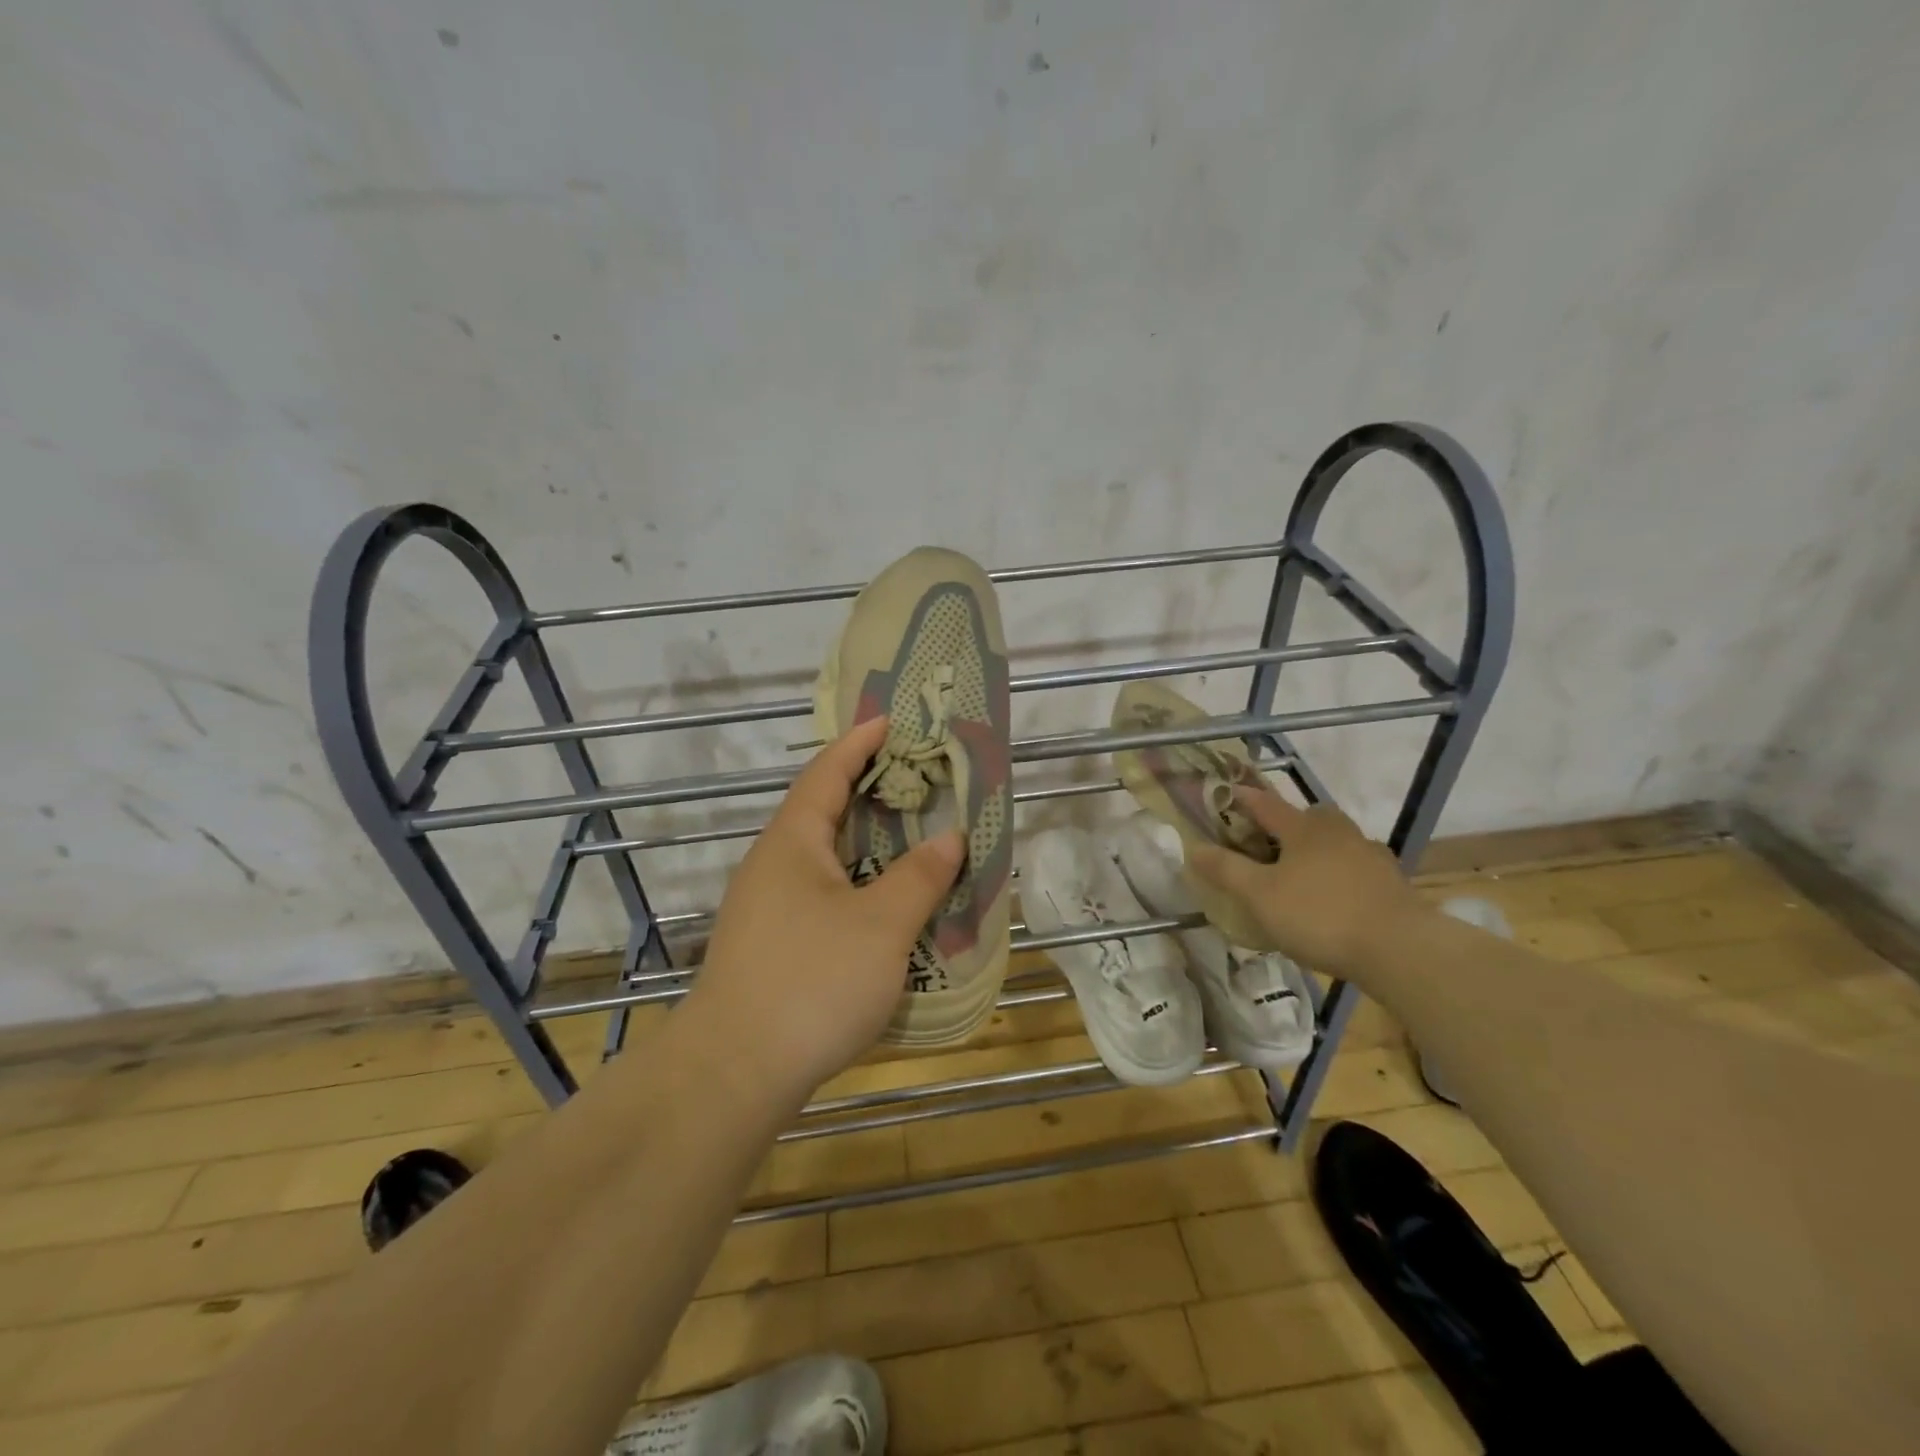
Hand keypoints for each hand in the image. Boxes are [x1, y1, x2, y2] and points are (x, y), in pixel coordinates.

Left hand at [686, 716, 964, 1103]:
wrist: (733, 1074)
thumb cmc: (811, 982)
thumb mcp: (882, 926)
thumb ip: (919, 876)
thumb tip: (950, 836)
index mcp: (792, 843)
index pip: (826, 773)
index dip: (859, 743)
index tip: (889, 720)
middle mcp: (772, 865)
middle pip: (822, 811)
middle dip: (867, 790)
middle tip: (916, 779)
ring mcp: (765, 908)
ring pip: (822, 857)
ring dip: (864, 842)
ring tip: (910, 836)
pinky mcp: (769, 946)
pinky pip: (819, 893)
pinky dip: (855, 882)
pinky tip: (882, 904)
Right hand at [1187, 787, 1430, 980]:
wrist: (1401, 949)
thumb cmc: (1320, 915)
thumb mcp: (1259, 895)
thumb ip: (1226, 870)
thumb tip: (1192, 847)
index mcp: (1303, 828)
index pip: (1265, 803)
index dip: (1242, 798)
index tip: (1225, 792)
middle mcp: (1338, 832)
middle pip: (1308, 817)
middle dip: (1286, 824)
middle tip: (1266, 844)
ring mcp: (1370, 855)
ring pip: (1335, 842)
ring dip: (1315, 850)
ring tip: (1299, 876)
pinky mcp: (1391, 883)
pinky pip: (1355, 868)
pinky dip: (1339, 875)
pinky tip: (1333, 900)